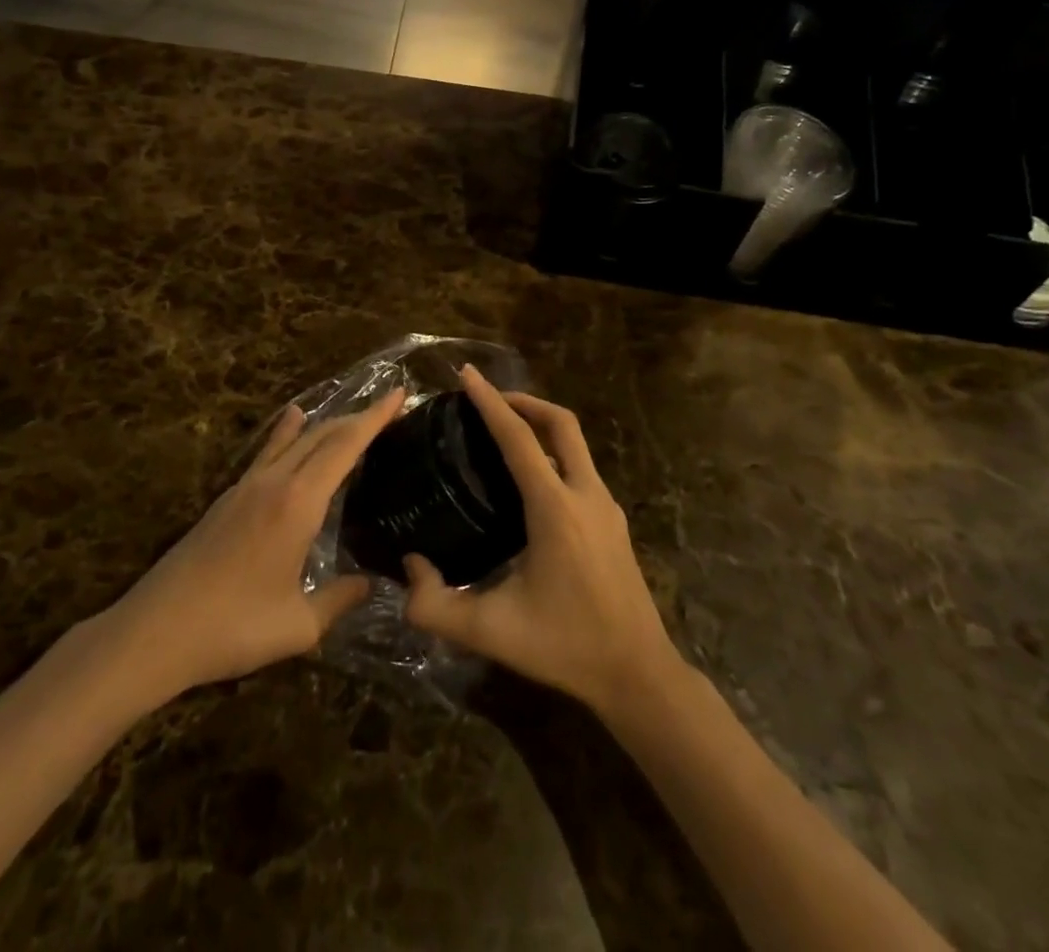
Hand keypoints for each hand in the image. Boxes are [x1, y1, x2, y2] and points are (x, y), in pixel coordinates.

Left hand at [105, 388, 405, 702]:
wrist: (155, 631)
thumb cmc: (233, 628)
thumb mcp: (298, 626)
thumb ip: (339, 600)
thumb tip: (370, 583)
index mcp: (298, 503)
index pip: (345, 446)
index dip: (375, 418)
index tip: (400, 394)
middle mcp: (275, 482)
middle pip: (323, 435)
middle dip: (358, 417)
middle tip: (389, 408)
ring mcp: (247, 486)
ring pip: (295, 439)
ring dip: (327, 422)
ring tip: (351, 412)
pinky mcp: (228, 498)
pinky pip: (269, 451)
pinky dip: (289, 431)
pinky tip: (292, 420)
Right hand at [403, 367, 679, 714]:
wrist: (638, 675)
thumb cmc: (565, 647)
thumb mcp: (491, 632)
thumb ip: (435, 606)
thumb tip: (410, 566)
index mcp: (555, 508)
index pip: (519, 437)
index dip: (490, 401)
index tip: (466, 375)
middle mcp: (585, 494)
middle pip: (560, 423)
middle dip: (524, 400)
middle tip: (488, 398)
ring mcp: (606, 506)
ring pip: (576, 444)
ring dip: (542, 426)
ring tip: (505, 433)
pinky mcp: (614, 522)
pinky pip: (582, 468)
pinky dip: (555, 453)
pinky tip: (533, 480)